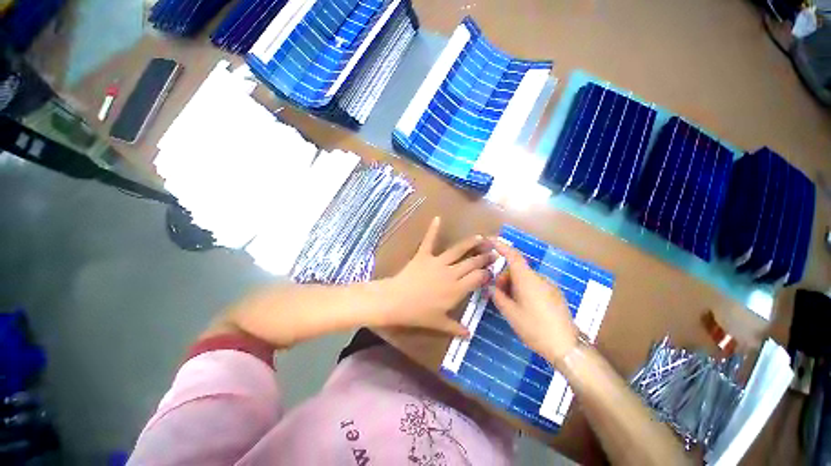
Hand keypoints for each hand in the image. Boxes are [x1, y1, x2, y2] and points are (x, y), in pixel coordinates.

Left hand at [377, 217, 493, 335]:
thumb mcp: (439, 323)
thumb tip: (468, 335)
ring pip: (457, 250)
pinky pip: (429, 241)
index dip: (486, 273)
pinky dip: (433, 229)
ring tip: (481, 237)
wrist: (396, 301)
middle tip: (494, 252)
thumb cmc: (418, 314)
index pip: (477, 278)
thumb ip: (455, 328)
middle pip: (472, 263)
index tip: (493, 270)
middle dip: (484, 257)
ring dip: (470, 243)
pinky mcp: (424, 255)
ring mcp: (437, 262)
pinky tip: (437, 218)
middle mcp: (451, 273)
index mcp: (457, 289)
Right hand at [490, 239, 577, 364]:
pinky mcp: (554, 294)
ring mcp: (549, 286)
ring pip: (525, 278)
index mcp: (527, 279)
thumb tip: (491, 288)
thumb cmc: (534, 327)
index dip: (501, 246)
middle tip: (499, 295)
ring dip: (513, 285)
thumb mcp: (510, 313)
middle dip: (504, 278)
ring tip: (511, 305)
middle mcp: (539, 278)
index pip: (512, 255)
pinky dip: (524, 289)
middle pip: (516, 269)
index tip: (490, 240)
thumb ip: (498, 297)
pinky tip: (524, 307)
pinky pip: (534, 285)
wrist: (565, 347)